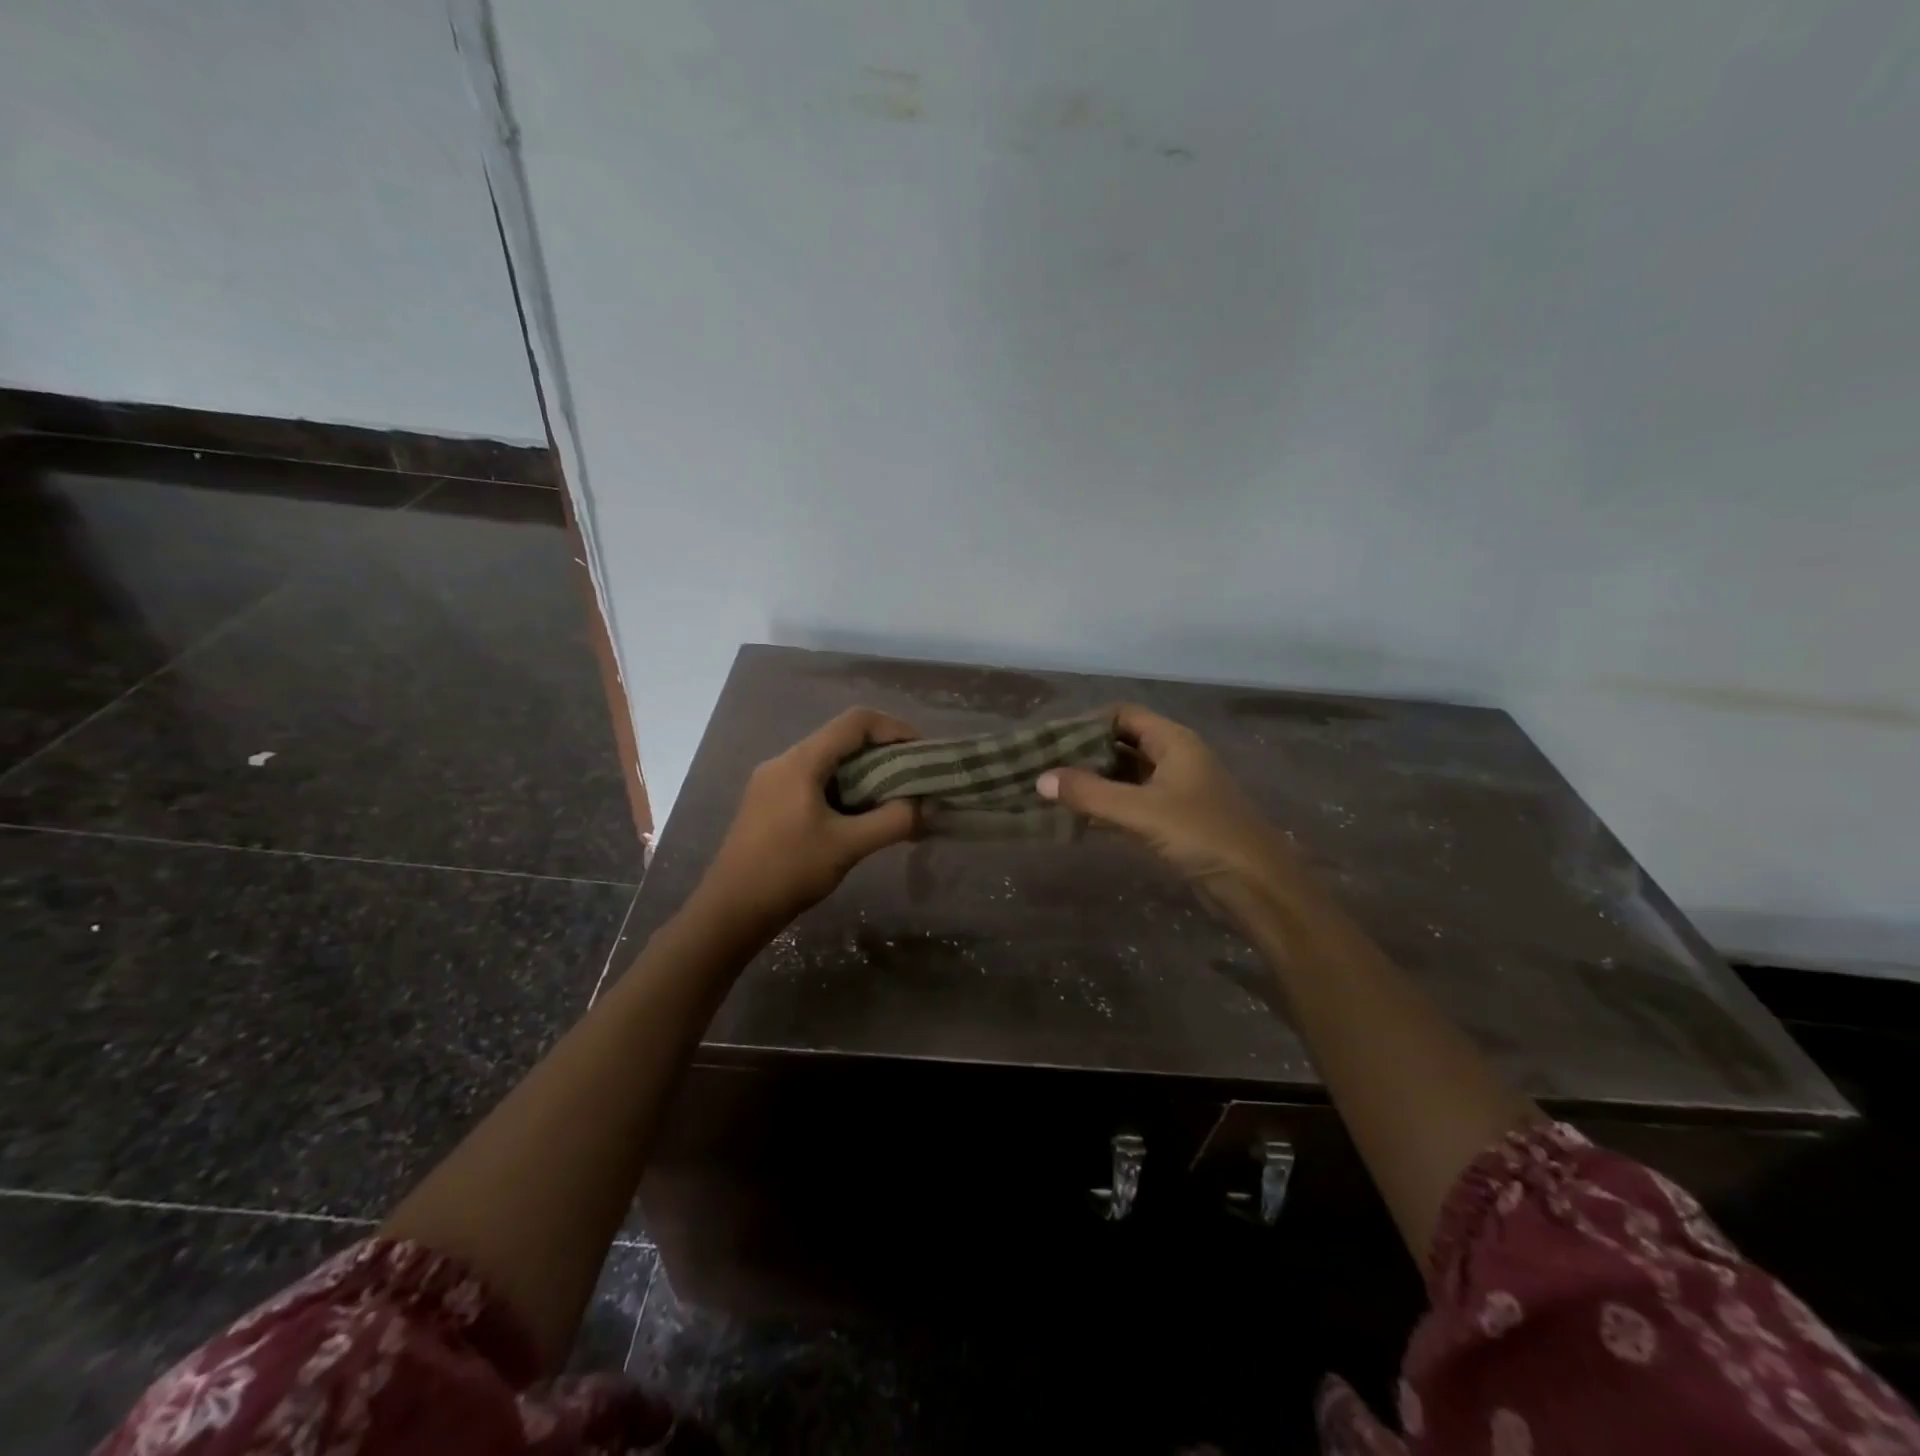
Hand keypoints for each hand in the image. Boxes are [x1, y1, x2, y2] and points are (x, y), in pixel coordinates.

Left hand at [698, 707, 920, 928]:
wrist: (731, 910)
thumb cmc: (789, 871)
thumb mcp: (848, 846)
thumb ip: (893, 821)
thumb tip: (926, 806)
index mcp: (800, 761)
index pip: (855, 722)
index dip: (894, 728)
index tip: (920, 752)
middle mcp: (784, 762)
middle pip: (842, 738)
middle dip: (882, 753)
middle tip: (912, 778)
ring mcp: (773, 782)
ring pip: (828, 761)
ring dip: (864, 773)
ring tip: (893, 798)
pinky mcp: (769, 803)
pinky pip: (815, 780)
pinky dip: (844, 788)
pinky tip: (859, 815)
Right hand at [1037, 704, 1310, 904]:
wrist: (1257, 885)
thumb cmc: (1202, 834)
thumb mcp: (1141, 811)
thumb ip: (1090, 794)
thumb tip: (1040, 779)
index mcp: (1174, 741)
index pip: (1123, 715)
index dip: (1087, 723)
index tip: (1052, 739)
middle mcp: (1175, 758)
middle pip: (1122, 744)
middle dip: (1085, 754)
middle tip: (1045, 767)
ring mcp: (1176, 790)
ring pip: (1126, 776)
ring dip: (1094, 782)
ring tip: (1053, 791)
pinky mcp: (1174, 820)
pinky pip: (1132, 803)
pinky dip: (1107, 806)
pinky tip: (1078, 817)